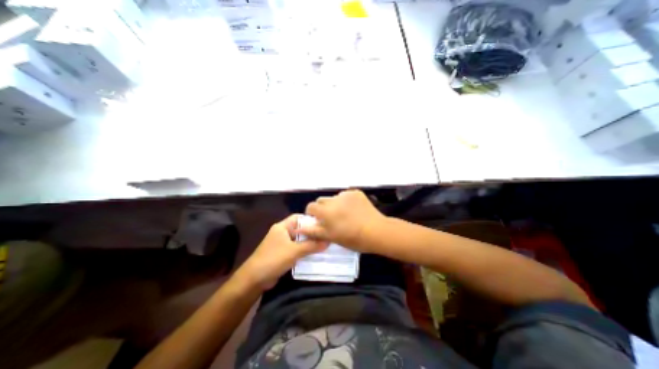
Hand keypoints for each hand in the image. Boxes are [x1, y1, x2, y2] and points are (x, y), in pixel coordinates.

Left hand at [237, 214, 329, 290]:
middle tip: (327, 235)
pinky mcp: (282, 254)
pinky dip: (304, 250)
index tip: (324, 223)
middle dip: (312, 232)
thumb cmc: (273, 259)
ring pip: (299, 240)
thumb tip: (328, 241)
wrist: (254, 279)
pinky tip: (315, 253)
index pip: (299, 217)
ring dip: (309, 242)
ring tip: (325, 244)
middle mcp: (282, 232)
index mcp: (282, 227)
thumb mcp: (294, 251)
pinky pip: (296, 249)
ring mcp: (282, 243)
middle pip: (300, 229)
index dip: (311, 219)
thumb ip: (311, 246)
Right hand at [298, 190, 387, 252]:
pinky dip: (346, 201)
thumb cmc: (352, 238)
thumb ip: (313, 231)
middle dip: (322, 208)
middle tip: (331, 219)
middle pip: (321, 200)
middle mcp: (334, 199)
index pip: (311, 207)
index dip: (312, 214)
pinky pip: (345, 195)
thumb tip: (298, 228)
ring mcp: (346, 195)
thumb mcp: (331, 237)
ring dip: (334, 204)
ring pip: (334, 198)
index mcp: (326, 211)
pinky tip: (354, 210)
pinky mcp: (356, 192)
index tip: (318, 221)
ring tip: (344, 214)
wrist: (377, 231)